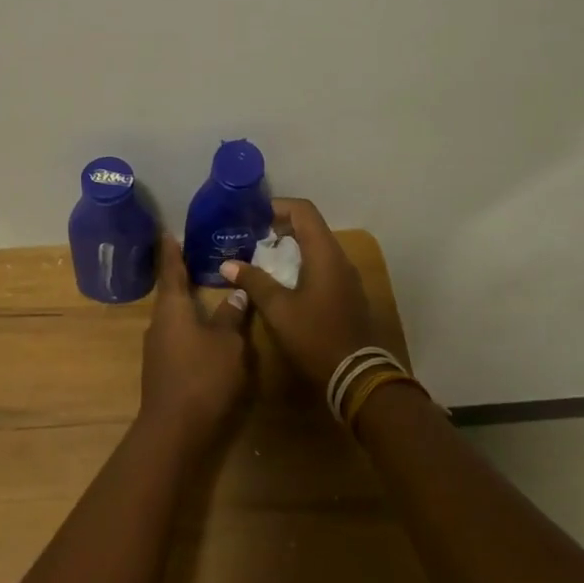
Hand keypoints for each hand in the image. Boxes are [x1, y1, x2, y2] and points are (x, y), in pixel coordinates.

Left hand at [138, 235, 249, 451]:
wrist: (174, 430)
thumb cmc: (203, 376)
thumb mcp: (228, 343)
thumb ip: (231, 316)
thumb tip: (236, 293)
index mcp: (171, 308)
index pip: (171, 271)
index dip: (171, 252)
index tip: (168, 233)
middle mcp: (159, 323)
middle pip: (170, 294)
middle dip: (183, 278)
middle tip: (198, 259)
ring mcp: (157, 348)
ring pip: (174, 318)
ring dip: (188, 306)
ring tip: (207, 293)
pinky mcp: (162, 370)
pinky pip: (177, 337)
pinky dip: (190, 328)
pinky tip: (205, 332)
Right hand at [219, 198, 391, 391]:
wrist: (356, 376)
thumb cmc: (315, 336)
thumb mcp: (278, 309)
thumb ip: (253, 281)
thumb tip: (227, 264)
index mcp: (324, 253)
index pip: (303, 210)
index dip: (277, 206)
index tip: (252, 215)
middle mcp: (339, 257)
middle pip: (310, 226)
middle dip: (280, 226)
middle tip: (251, 236)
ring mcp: (346, 276)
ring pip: (316, 246)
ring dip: (290, 246)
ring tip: (261, 257)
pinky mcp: (347, 293)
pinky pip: (322, 265)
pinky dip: (301, 262)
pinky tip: (282, 280)